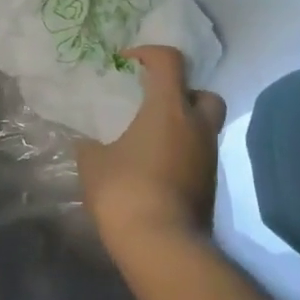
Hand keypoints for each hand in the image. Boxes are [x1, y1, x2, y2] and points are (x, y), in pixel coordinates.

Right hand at [77, 46, 226, 249]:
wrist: (162, 246)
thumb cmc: (125, 190)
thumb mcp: (93, 162)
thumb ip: (92, 146)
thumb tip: (89, 145)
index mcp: (168, 109)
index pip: (170, 61)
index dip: (149, 53)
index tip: (128, 63)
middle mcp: (196, 127)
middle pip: (205, 95)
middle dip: (184, 94)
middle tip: (156, 104)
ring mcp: (208, 159)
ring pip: (204, 129)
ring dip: (183, 129)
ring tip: (150, 142)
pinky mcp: (210, 188)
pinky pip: (199, 158)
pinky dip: (183, 156)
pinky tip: (156, 170)